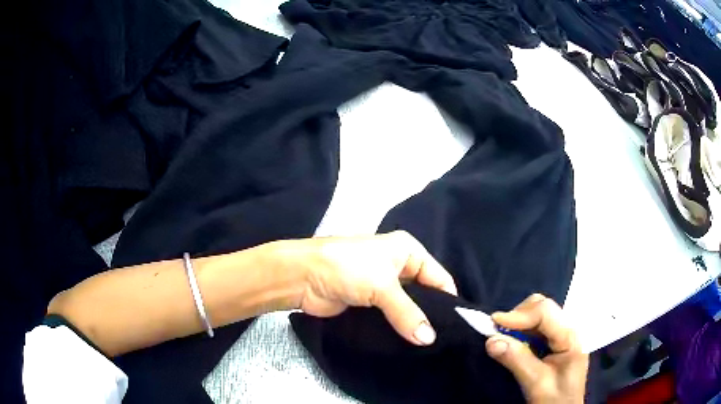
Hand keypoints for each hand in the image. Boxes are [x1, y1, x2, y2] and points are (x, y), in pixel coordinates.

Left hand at [277, 231, 456, 345]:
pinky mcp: (370, 304)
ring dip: (414, 325)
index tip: (457, 328)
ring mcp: (383, 286)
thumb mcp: (382, 286)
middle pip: (425, 294)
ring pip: (408, 308)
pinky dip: (399, 329)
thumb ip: (408, 313)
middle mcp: (399, 266)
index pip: (439, 277)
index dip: (448, 301)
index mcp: (408, 251)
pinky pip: (391, 317)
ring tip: (430, 348)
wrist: (302, 276)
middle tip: (444, 342)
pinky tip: (409, 346)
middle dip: (432, 316)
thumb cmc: (347, 268)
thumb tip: (429, 339)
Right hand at [485, 294, 587, 403]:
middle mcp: (569, 328)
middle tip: (498, 333)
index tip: (493, 323)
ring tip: (504, 339)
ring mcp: (563, 333)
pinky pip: (537, 327)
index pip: (545, 312)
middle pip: (542, 307)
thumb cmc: (555, 399)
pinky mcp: (555, 340)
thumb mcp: (536, 383)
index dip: (518, 315)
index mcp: (570, 336)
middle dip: (518, 316)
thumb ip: (517, 360)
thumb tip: (491, 340)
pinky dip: (521, 331)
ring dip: (519, 323)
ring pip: (538, 314)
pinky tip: (514, 344)